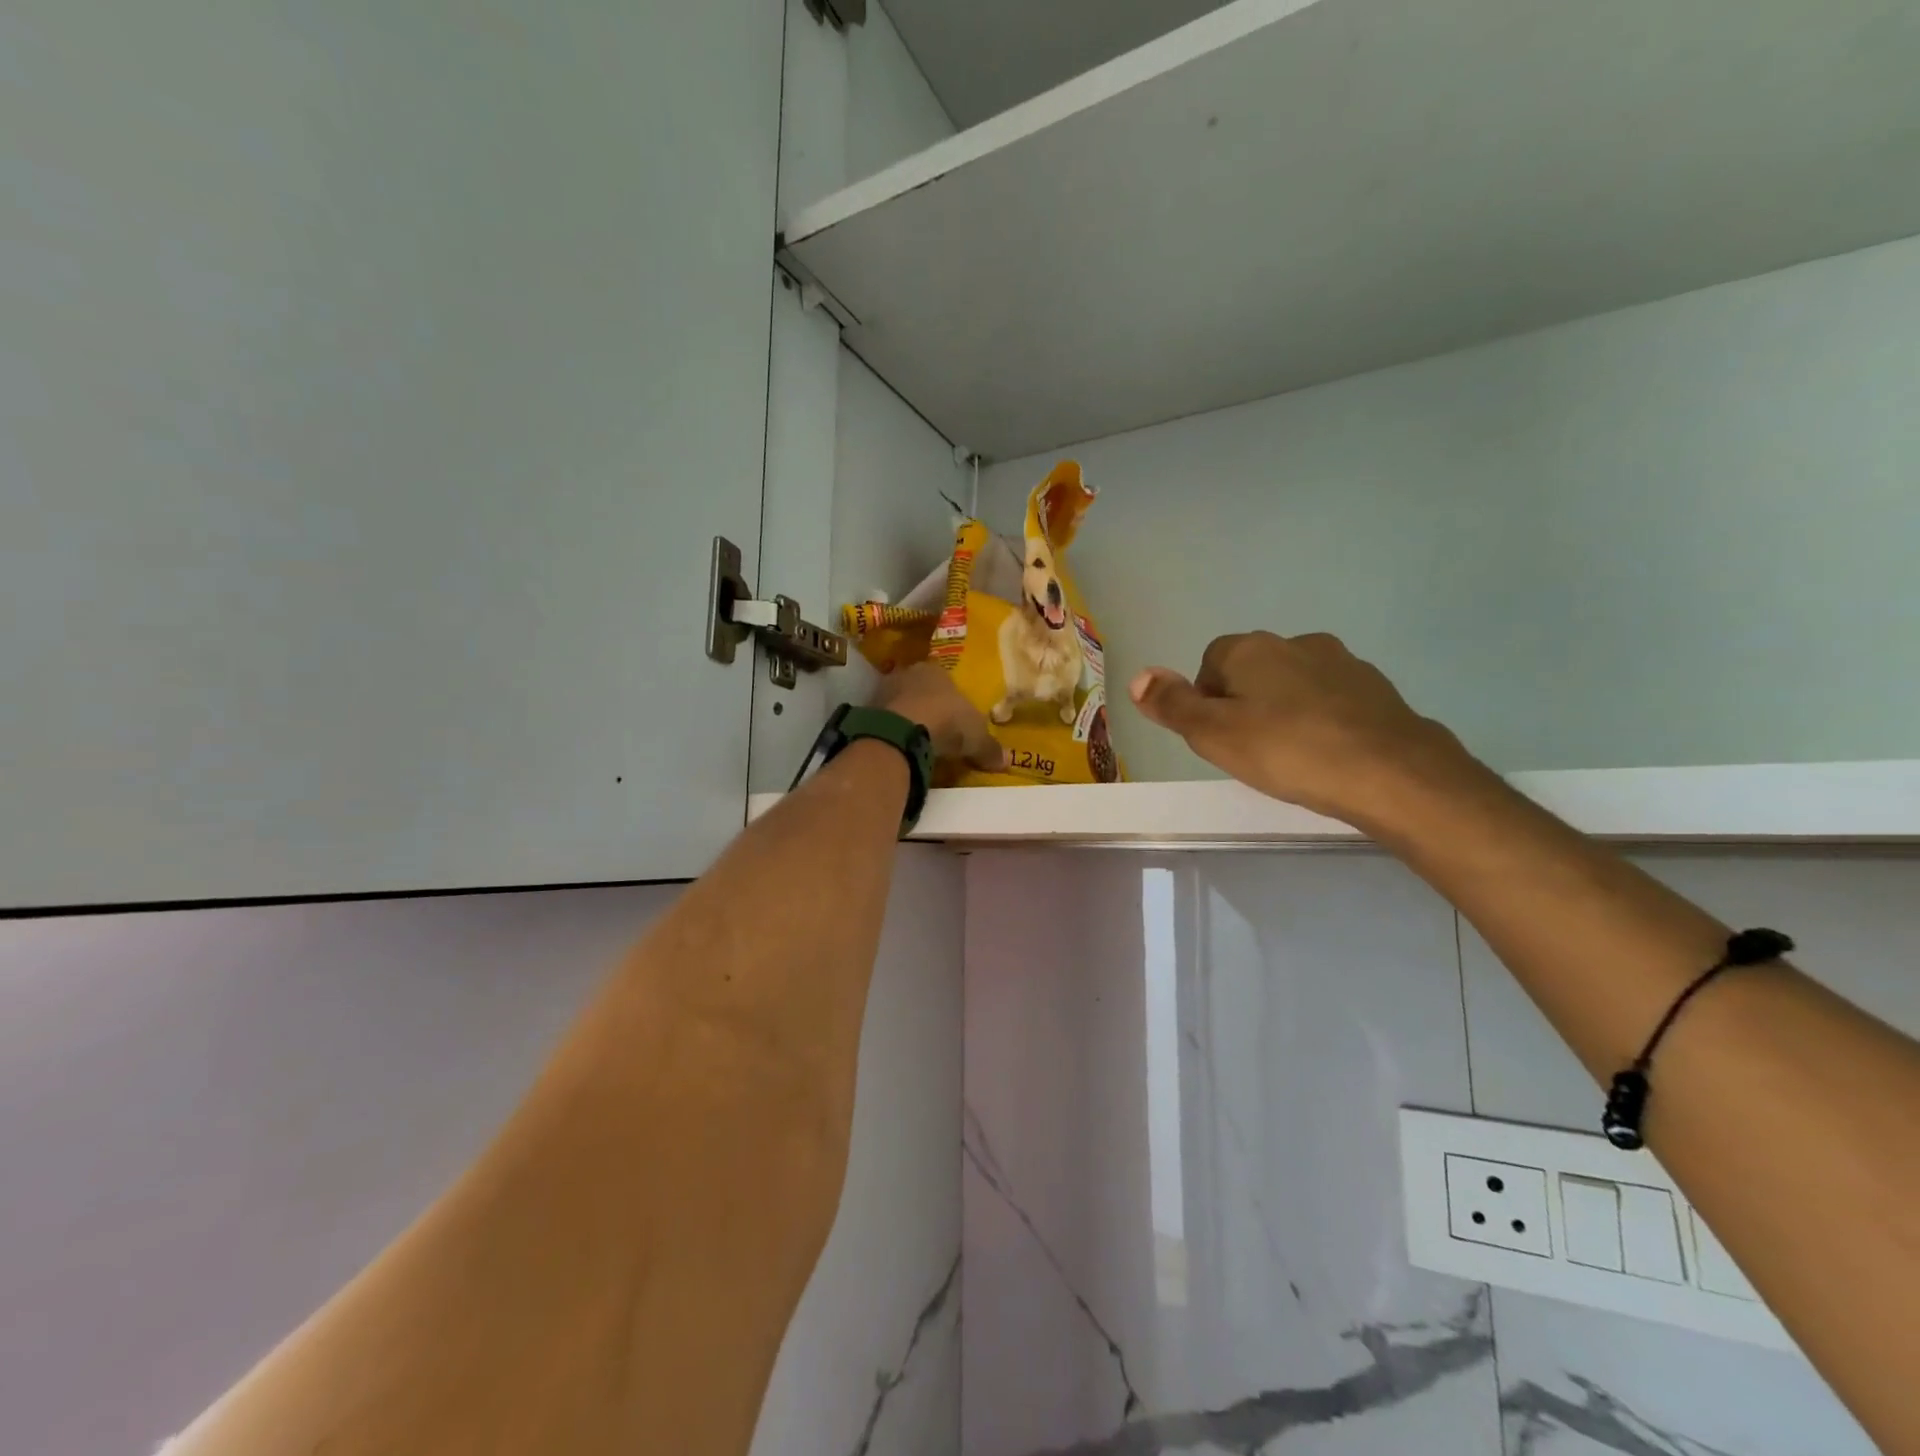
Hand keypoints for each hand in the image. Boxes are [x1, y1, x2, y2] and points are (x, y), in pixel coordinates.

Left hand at [872, 663, 1005, 771]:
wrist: (901, 732)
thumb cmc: (947, 721)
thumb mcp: (977, 737)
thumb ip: (989, 748)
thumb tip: (1006, 761)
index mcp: (936, 669)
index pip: (944, 678)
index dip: (950, 697)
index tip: (954, 716)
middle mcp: (907, 673)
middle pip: (919, 689)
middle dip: (926, 706)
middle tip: (936, 729)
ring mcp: (883, 691)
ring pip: (899, 703)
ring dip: (906, 718)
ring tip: (917, 741)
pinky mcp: (866, 712)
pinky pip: (884, 721)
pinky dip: (892, 732)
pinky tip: (900, 747)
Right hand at [1129, 632, 1472, 826]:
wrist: (1393, 773)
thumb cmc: (1289, 752)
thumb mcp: (1214, 735)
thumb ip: (1172, 705)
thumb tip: (1138, 676)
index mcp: (1251, 649)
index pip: (1210, 662)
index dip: (1206, 700)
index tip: (1218, 738)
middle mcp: (1295, 643)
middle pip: (1252, 670)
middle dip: (1244, 703)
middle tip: (1249, 750)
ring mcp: (1342, 663)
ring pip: (1293, 683)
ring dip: (1284, 710)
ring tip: (1290, 756)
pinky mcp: (1376, 688)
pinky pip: (1331, 700)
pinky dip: (1322, 720)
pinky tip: (1328, 754)